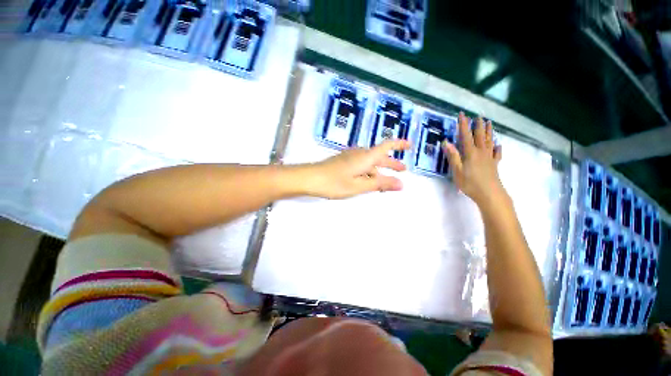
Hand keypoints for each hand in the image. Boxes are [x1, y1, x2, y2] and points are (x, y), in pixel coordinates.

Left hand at [305, 140, 410, 198]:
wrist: (310, 178)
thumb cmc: (334, 182)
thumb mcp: (359, 186)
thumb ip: (379, 184)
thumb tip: (401, 184)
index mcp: (365, 157)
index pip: (386, 146)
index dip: (399, 144)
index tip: (410, 145)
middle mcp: (359, 154)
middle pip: (379, 156)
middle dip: (392, 163)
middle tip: (402, 170)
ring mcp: (350, 157)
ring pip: (370, 162)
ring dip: (380, 170)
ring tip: (386, 181)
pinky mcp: (343, 162)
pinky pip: (361, 165)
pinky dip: (369, 172)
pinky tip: (367, 180)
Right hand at [442, 113, 503, 206]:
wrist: (490, 194)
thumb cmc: (470, 183)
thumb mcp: (457, 171)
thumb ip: (453, 156)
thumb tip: (446, 142)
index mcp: (471, 153)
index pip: (466, 135)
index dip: (463, 125)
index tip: (462, 114)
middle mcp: (481, 152)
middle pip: (479, 136)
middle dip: (477, 125)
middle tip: (477, 116)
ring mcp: (489, 158)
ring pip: (489, 141)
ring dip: (488, 131)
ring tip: (489, 123)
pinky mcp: (494, 164)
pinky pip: (497, 153)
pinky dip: (497, 148)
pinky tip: (498, 145)